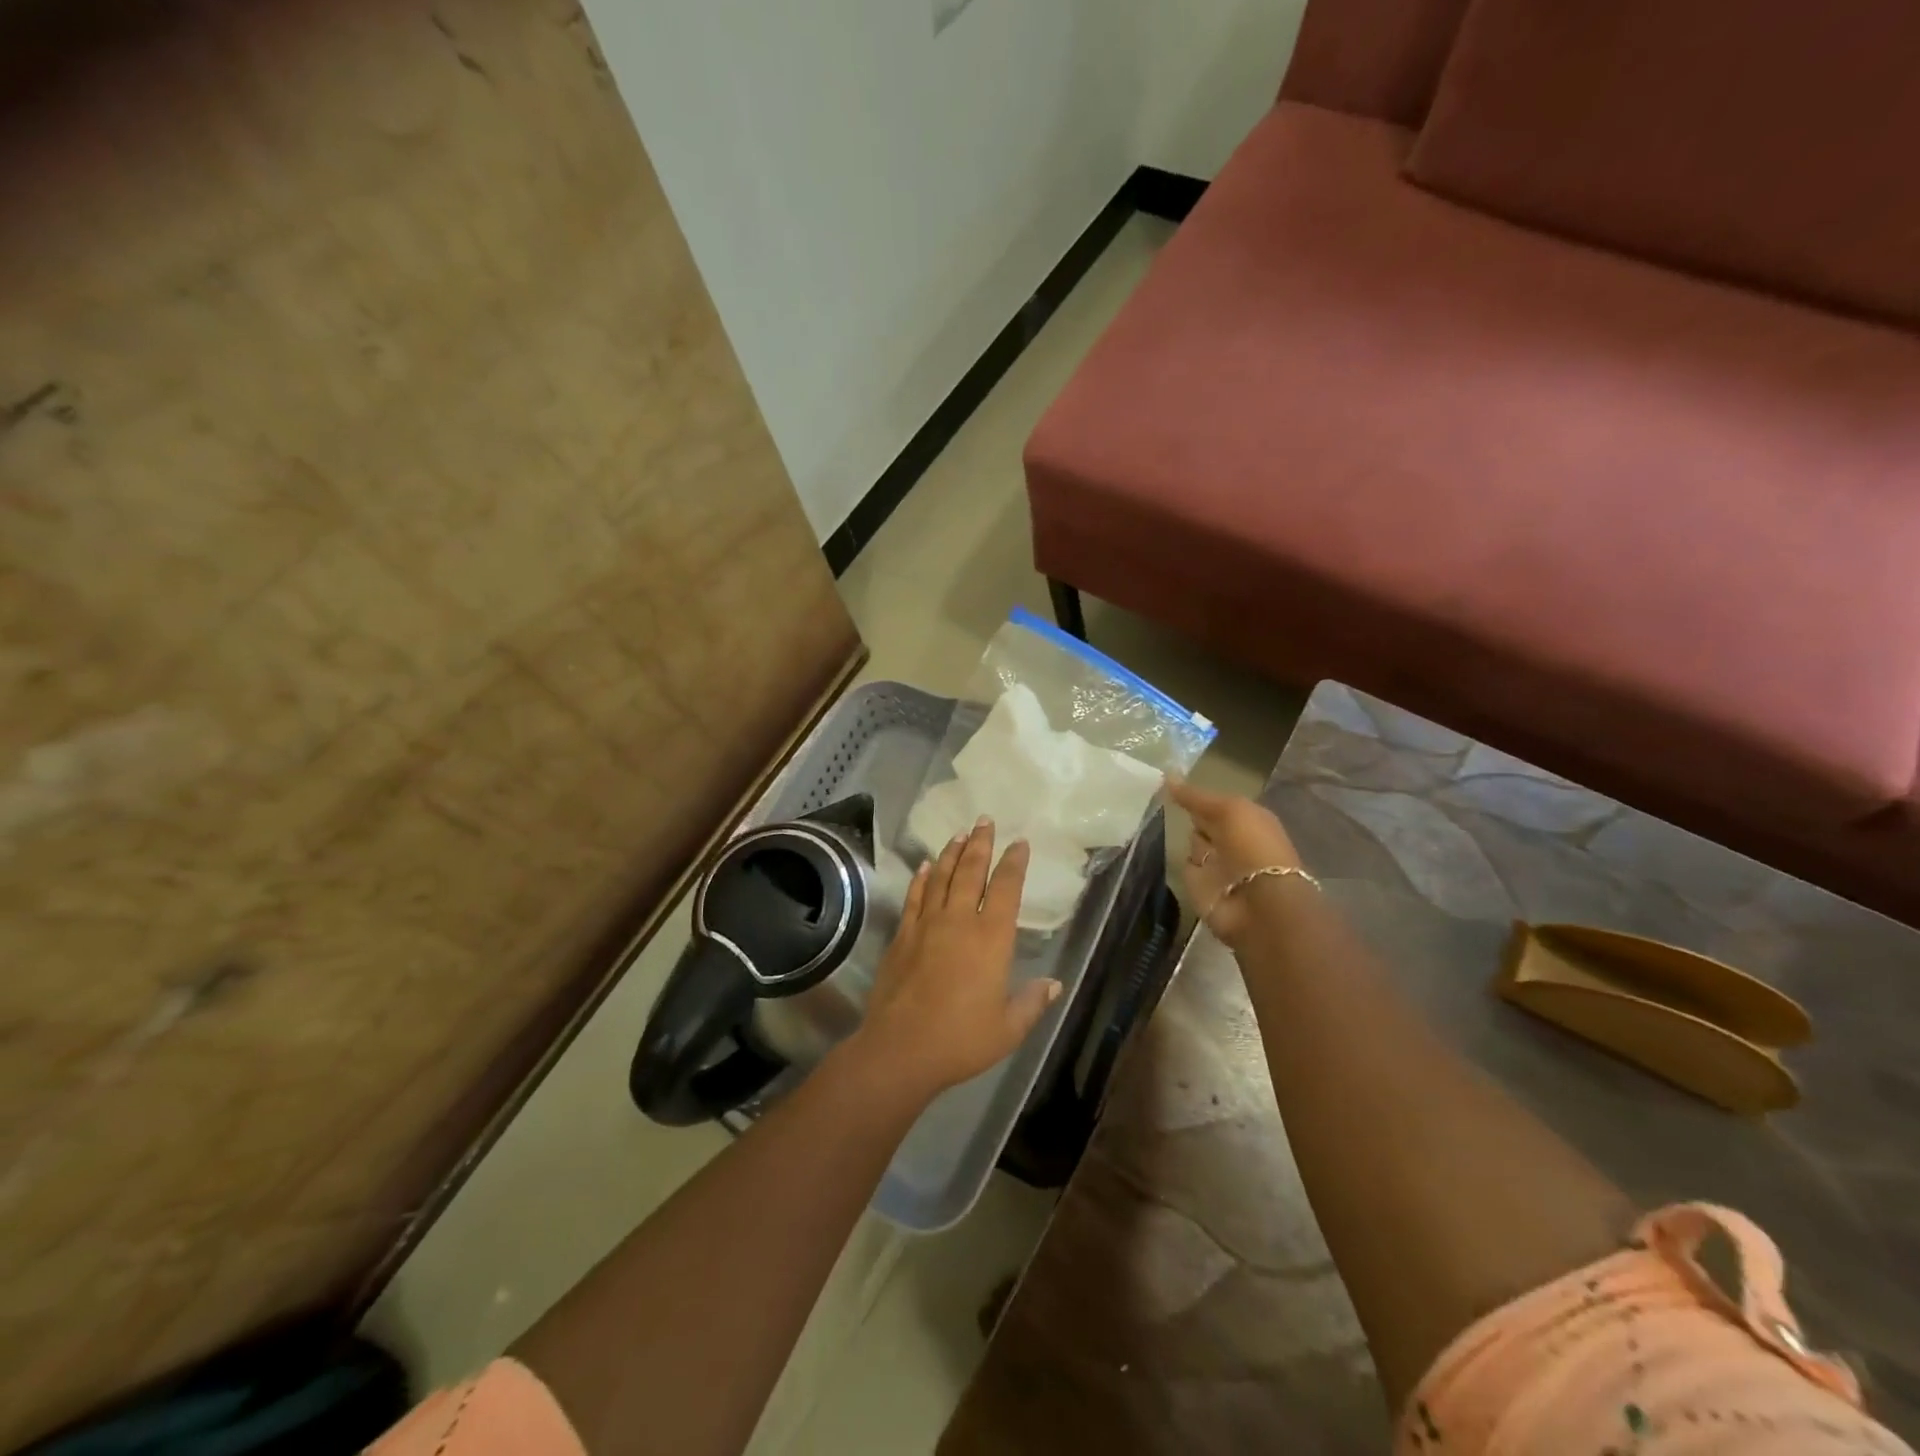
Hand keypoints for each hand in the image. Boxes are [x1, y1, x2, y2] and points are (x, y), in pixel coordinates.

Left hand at [847, 818, 1060, 1103]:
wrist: (901, 1048)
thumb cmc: (961, 1040)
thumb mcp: (1008, 1028)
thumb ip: (1032, 1003)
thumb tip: (1054, 984)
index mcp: (991, 939)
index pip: (1006, 888)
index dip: (1014, 863)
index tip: (1019, 843)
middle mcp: (959, 921)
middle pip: (970, 871)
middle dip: (980, 843)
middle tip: (984, 820)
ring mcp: (926, 925)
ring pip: (940, 877)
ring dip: (950, 853)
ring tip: (959, 834)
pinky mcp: (902, 935)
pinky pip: (914, 897)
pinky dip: (921, 878)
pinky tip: (924, 866)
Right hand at [1168, 777, 1303, 949]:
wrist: (1257, 904)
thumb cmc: (1252, 847)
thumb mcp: (1228, 810)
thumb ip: (1195, 796)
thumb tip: (1167, 775)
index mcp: (1248, 820)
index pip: (1217, 804)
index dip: (1197, 796)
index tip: (1169, 783)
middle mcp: (1232, 840)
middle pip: (1203, 822)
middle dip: (1188, 814)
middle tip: (1158, 799)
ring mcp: (1217, 865)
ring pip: (1193, 843)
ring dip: (1183, 837)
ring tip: (1158, 823)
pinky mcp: (1201, 886)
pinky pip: (1186, 866)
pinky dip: (1179, 860)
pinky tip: (1163, 849)